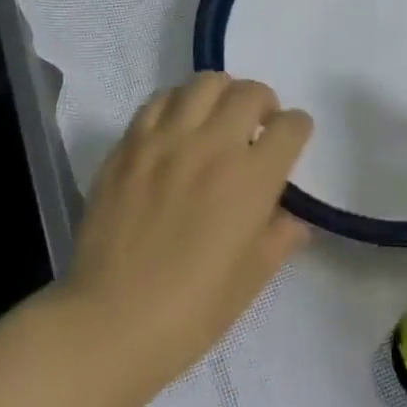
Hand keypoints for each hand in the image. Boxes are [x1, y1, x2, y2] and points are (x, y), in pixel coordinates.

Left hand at [69, 73, 311, 385]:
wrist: (109, 323)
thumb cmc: (193, 310)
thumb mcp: (254, 277)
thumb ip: (281, 236)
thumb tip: (292, 217)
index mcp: (252, 179)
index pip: (291, 126)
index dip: (297, 130)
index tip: (290, 142)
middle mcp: (212, 146)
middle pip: (250, 92)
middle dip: (264, 103)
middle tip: (257, 126)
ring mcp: (165, 141)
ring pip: (203, 83)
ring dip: (221, 95)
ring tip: (216, 119)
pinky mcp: (128, 146)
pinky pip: (157, 101)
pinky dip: (176, 105)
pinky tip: (175, 129)